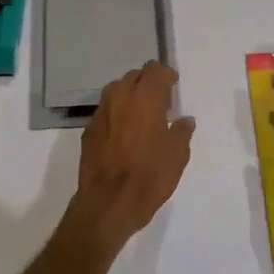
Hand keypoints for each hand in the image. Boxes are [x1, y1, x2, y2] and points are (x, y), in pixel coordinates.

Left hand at [61, 60, 195, 255]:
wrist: (108, 203)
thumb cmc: (149, 177)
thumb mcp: (177, 156)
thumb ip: (182, 132)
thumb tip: (185, 120)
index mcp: (144, 98)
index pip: (153, 70)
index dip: (165, 74)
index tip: (173, 85)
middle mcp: (120, 98)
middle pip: (133, 77)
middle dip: (146, 83)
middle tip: (159, 101)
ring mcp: (100, 113)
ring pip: (116, 91)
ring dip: (129, 95)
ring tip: (141, 114)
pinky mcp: (88, 130)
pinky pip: (105, 111)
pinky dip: (116, 113)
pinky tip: (123, 132)